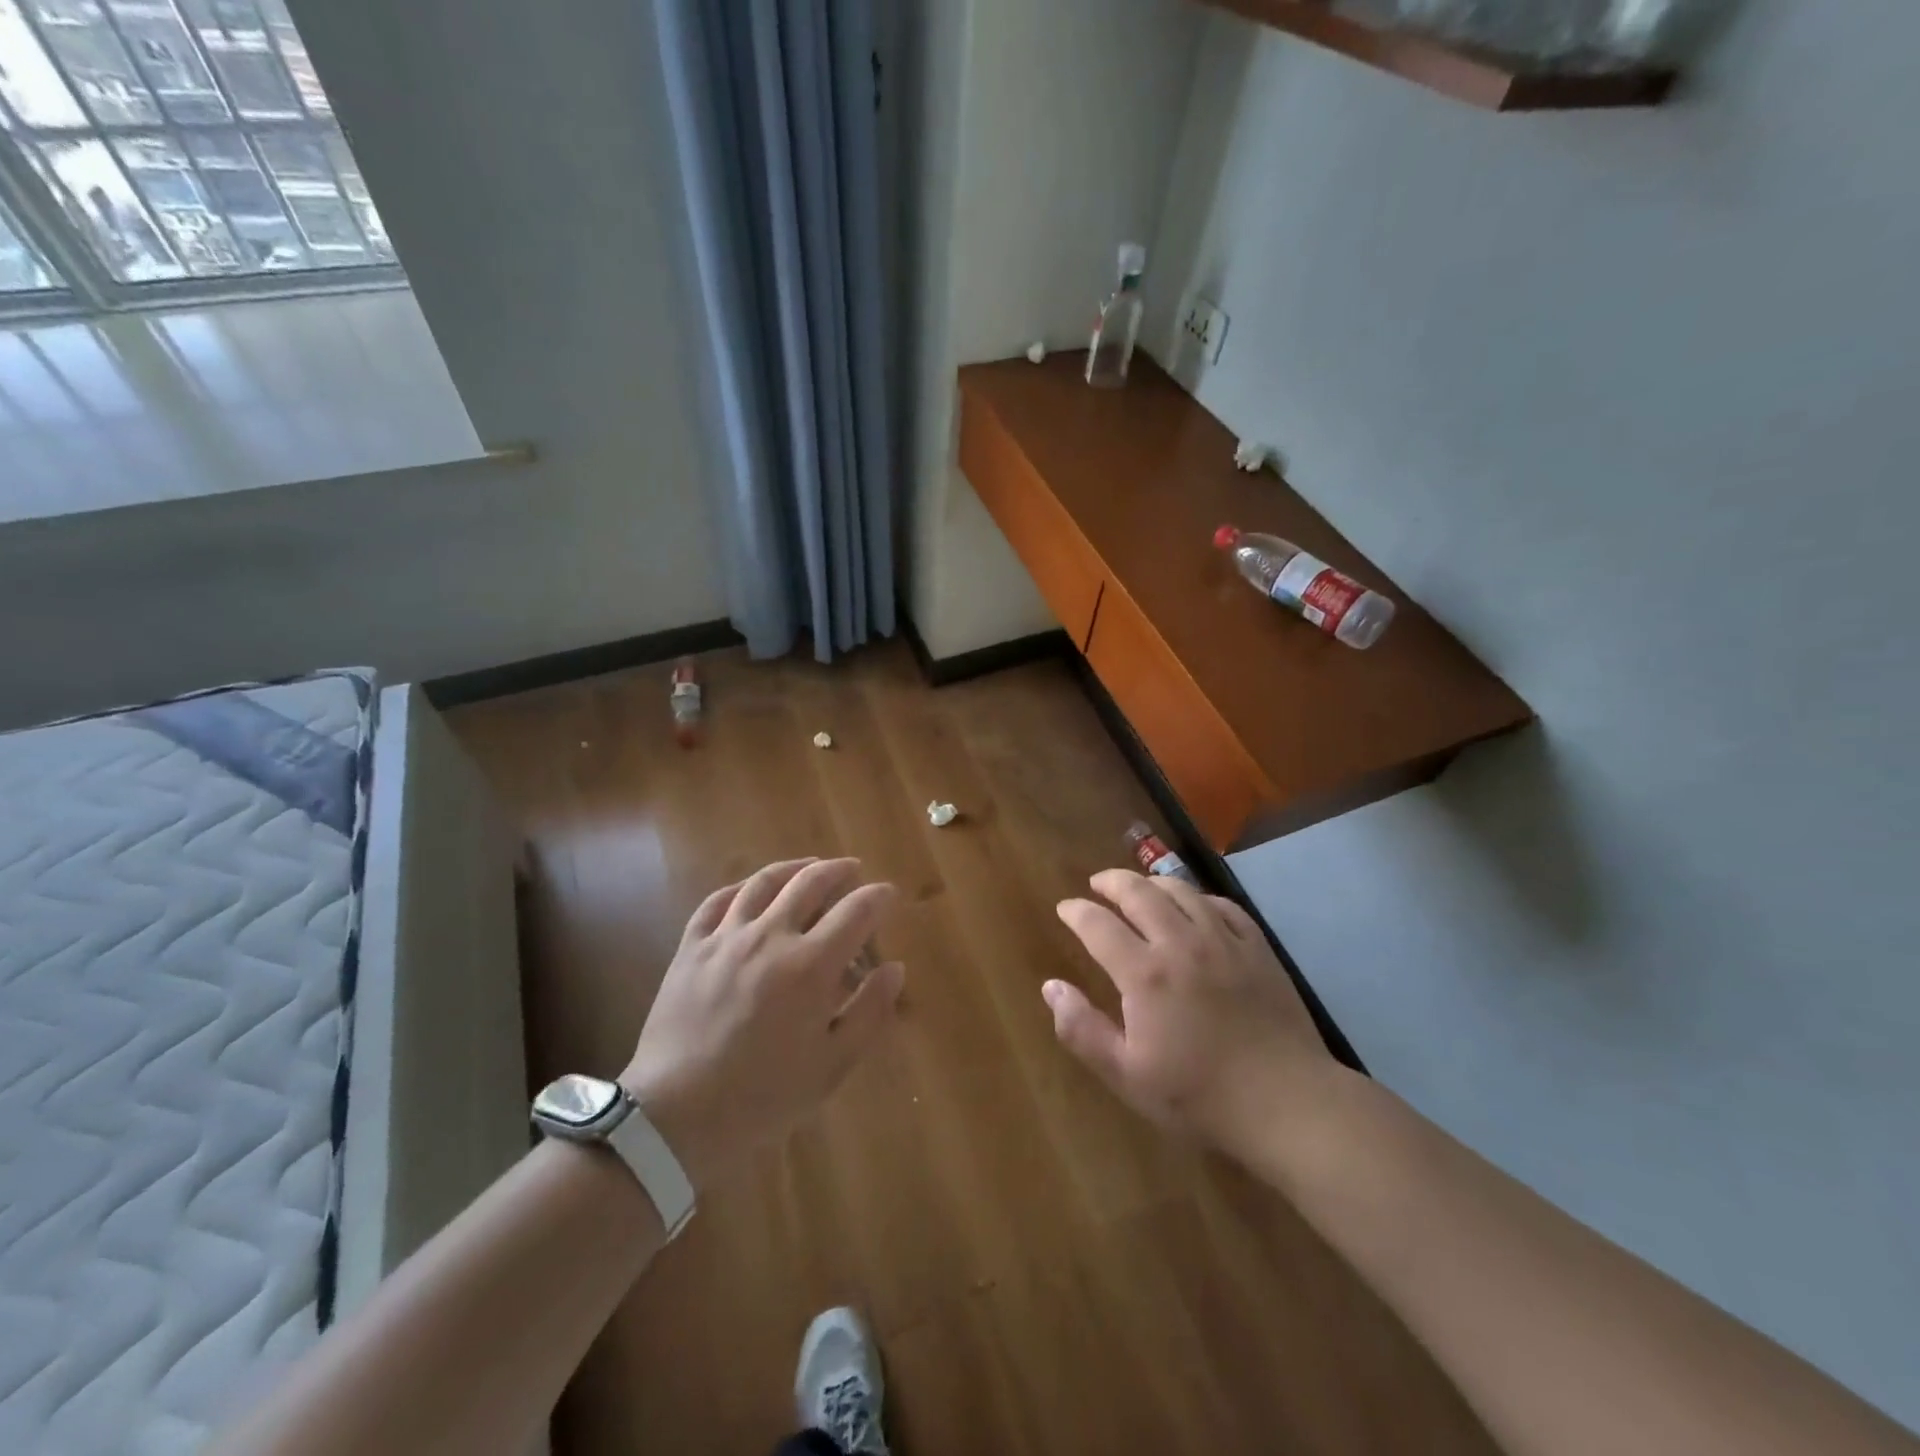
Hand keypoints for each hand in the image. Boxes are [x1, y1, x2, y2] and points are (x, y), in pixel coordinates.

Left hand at [619, 858, 902, 1190]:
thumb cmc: (765, 1096)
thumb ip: (870, 1011)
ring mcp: (726, 938)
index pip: (856, 911)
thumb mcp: (833, 1065)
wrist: (678, 1115)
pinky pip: (717, 902)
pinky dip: (740, 888)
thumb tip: (894, 968)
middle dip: (839, 871)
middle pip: (810, 883)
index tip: (889, 895)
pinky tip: (749, 889)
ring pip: (764, 883)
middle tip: (852, 870)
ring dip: (793, 868)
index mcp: (811, 965)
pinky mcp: (691, 948)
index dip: (878, 897)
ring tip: (809, 866)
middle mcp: (770, 936)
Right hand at [1047, 869, 1340, 1153]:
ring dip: (1152, 883)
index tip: (1064, 908)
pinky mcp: (1257, 948)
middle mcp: (1181, 942)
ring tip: (1140, 888)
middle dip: (1111, 881)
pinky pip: (1222, 906)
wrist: (1286, 1103)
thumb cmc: (1199, 1095)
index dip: (1076, 911)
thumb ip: (1082, 1029)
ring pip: (1181, 890)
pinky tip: (1195, 907)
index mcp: (1144, 973)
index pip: (1098, 924)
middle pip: (1139, 892)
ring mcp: (1224, 940)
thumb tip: (1051, 986)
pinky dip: (1199, 898)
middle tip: (1098, 884)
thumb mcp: (1127, 1074)